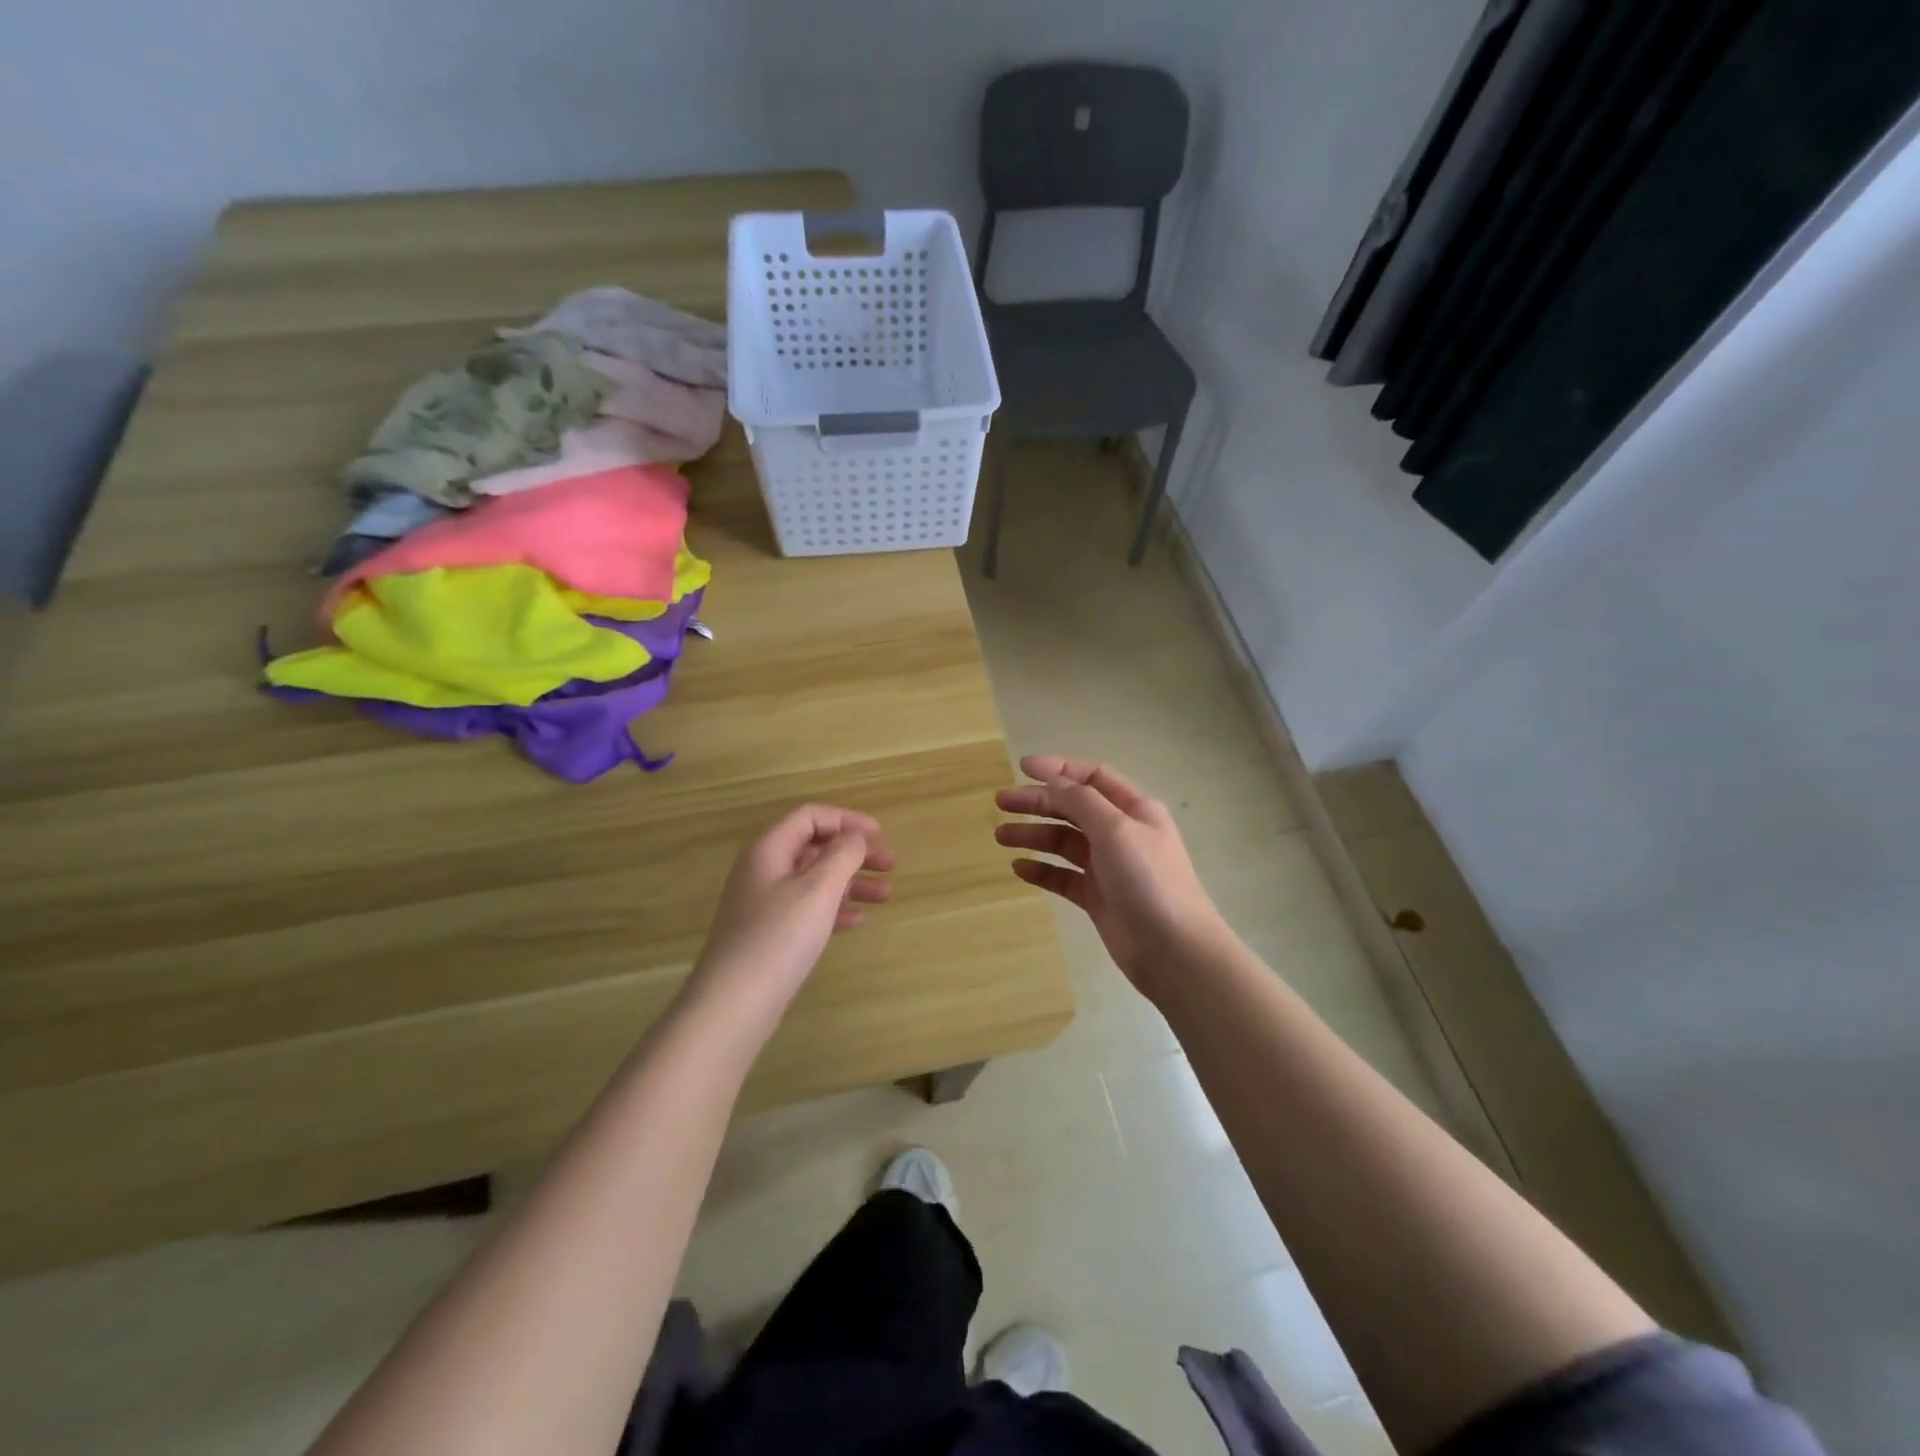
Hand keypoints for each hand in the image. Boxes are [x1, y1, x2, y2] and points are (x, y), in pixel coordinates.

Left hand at [687, 804, 894, 1017]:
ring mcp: (764, 903)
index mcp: (769, 849)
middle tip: (891, 865)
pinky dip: (835, 908)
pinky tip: (858, 920)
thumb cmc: (779, 937)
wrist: (734, 1004)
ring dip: (851, 882)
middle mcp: (763, 869)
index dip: (847, 820)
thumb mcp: (818, 888)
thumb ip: (842, 855)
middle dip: (854, 852)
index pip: (810, 816)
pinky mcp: (769, 933)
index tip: (880, 835)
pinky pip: (808, 908)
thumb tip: (855, 838)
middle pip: (814, 847)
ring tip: (887, 895)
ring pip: (815, 880)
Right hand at [996, 755, 1227, 997]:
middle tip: (1000, 802)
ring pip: (1064, 842)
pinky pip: (1063, 876)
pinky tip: (1019, 868)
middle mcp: (1120, 832)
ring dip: (1034, 835)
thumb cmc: (1148, 880)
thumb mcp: (1116, 829)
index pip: (1092, 777)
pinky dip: (1041, 869)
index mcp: (1134, 809)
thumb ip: (1082, 801)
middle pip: (1073, 807)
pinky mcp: (1097, 897)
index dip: (1058, 769)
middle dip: (1037, 802)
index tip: (1022, 768)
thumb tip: (1053, 779)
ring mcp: (1108, 866)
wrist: (1173, 950)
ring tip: (1001, 836)